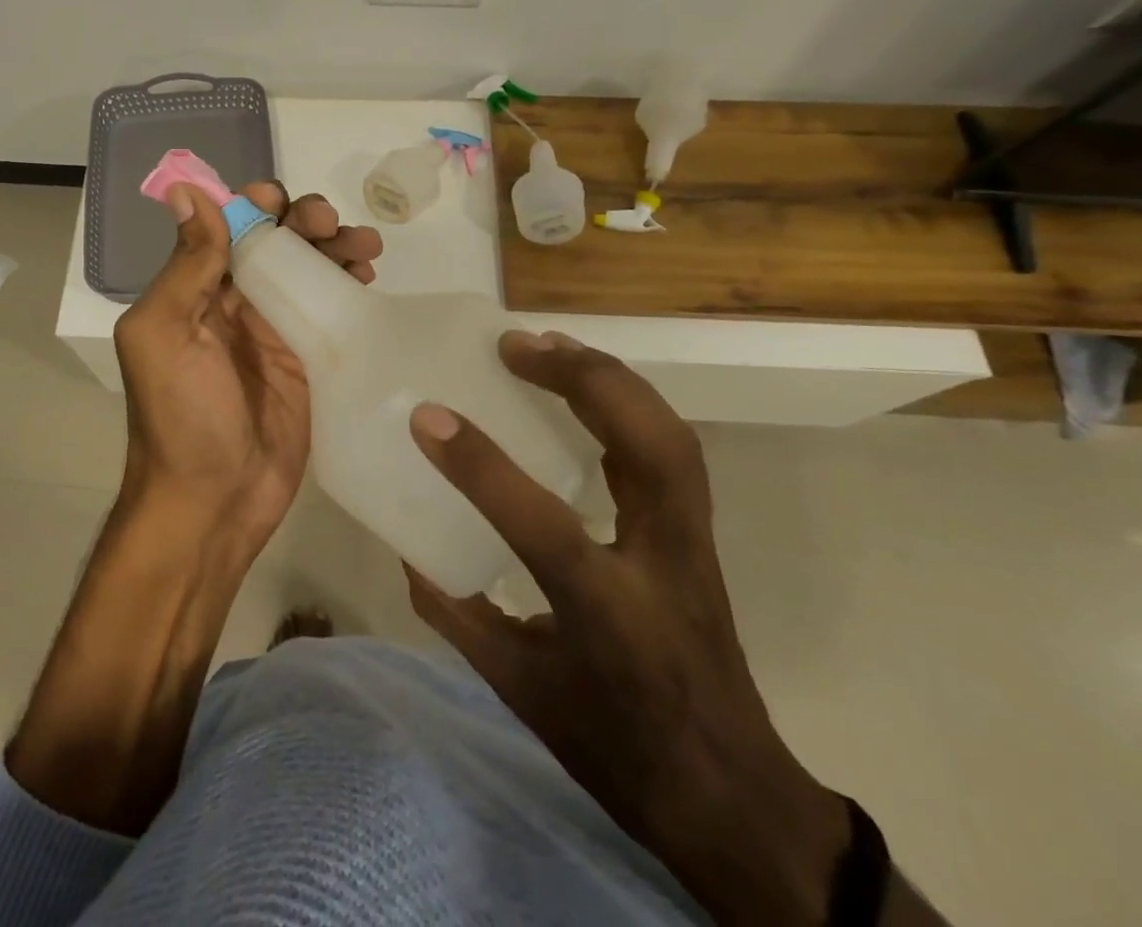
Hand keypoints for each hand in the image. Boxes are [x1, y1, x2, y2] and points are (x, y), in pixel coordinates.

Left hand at [113, 181, 380, 550]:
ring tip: (365, 248)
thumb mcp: (165, 333)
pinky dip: (349, 285)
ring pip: (310, 270)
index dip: (256, 206)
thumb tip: (185, 190)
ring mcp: (275, 332)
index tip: (282, 203)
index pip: (229, 228)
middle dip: (306, 222)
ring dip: (335, 247)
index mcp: (195, 290)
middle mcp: (235, 303)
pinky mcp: (309, 361)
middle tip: (332, 225)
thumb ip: (185, 264)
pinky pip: (331, 309)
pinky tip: (367, 278)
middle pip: (277, 242)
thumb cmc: (181, 416)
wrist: (213, 503)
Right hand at [406, 331, 849, 926]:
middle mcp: (664, 566)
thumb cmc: (614, 748)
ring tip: (547, 346)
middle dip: (582, 378)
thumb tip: (410, 544)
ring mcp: (694, 544)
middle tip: (515, 345)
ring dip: (608, 377)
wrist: (731, 797)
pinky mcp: (701, 533)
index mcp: (609, 616)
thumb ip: (456, 613)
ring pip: (671, 433)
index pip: (541, 523)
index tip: (427, 416)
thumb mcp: (516, 689)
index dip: (480, 465)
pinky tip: (585, 385)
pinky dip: (628, 401)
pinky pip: (672, 447)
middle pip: (649, 447)